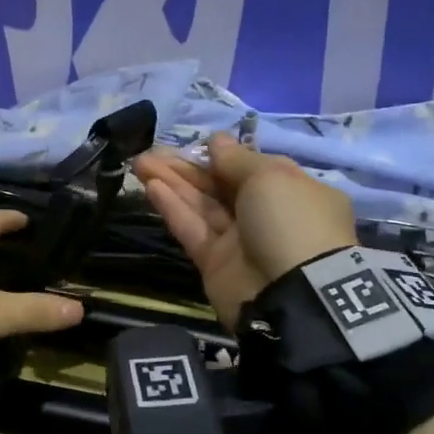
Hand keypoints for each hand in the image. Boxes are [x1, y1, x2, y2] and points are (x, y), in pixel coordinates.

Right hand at [133, 133, 358, 327]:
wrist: (292, 293)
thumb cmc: (289, 220)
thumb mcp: (269, 176)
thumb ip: (236, 158)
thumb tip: (216, 140)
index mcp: (291, 191)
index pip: (251, 168)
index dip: (223, 155)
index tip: (197, 143)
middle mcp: (266, 215)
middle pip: (220, 186)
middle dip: (187, 167)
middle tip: (152, 151)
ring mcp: (239, 241)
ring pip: (201, 205)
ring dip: (172, 182)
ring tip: (140, 162)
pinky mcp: (215, 262)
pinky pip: (192, 228)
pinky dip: (173, 207)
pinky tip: (151, 186)